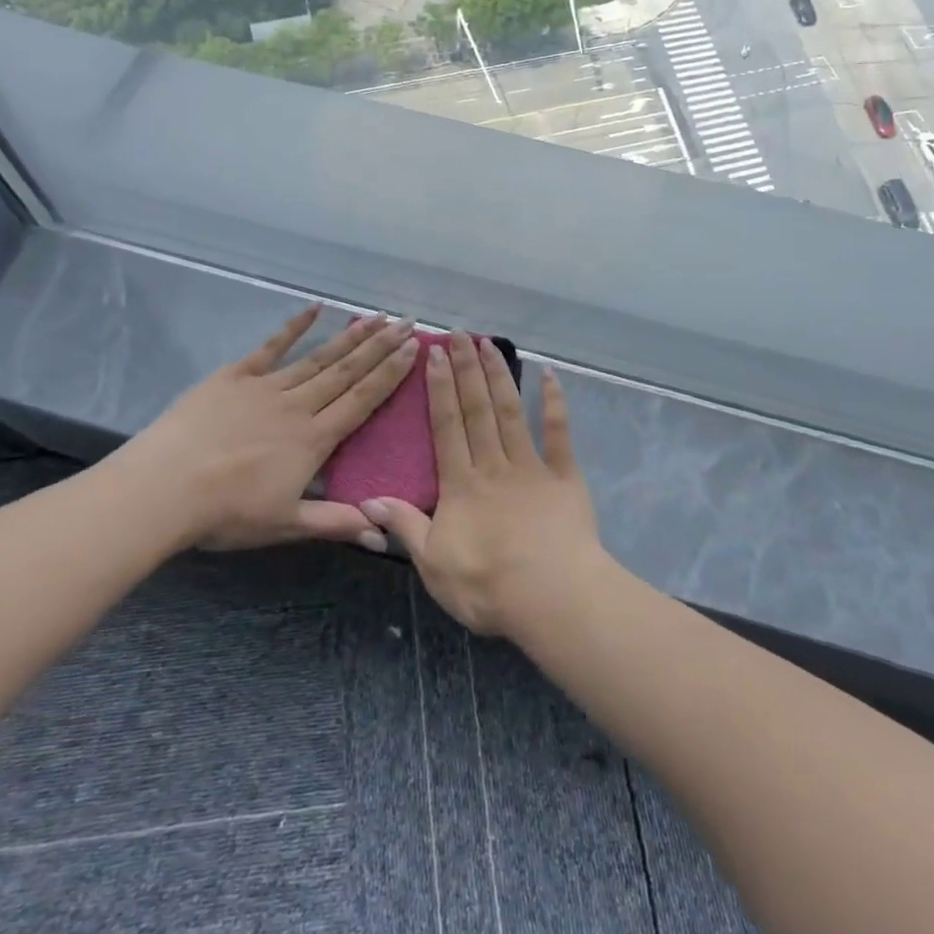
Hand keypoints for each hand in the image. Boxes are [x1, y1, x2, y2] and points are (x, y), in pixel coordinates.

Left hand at [115, 308, 418, 552]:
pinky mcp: (235, 376)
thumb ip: (336, 523)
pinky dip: (294, 327)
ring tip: (376, 317)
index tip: (413, 349)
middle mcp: (298, 405)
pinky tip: (315, 308)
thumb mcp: (286, 524)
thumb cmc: (226, 512)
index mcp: (314, 439)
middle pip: (347, 371)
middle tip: (407, 321)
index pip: (362, 400)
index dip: (390, 374)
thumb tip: (385, 535)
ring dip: (350, 336)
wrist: (165, 487)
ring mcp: (266, 386)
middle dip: (380, 346)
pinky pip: (270, 347)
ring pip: (318, 357)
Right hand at [361, 332, 602, 638]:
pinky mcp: (564, 476)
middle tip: (459, 334)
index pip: (446, 426)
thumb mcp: (434, 564)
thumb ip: (405, 526)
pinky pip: (559, 433)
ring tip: (488, 343)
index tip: (433, 354)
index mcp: (461, 484)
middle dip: (466, 369)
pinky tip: (550, 374)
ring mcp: (531, 466)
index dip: (438, 389)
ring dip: (499, 375)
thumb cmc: (488, 586)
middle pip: (476, 408)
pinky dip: (554, 402)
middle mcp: (493, 464)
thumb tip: (369, 499)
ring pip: (510, 411)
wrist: (554, 600)